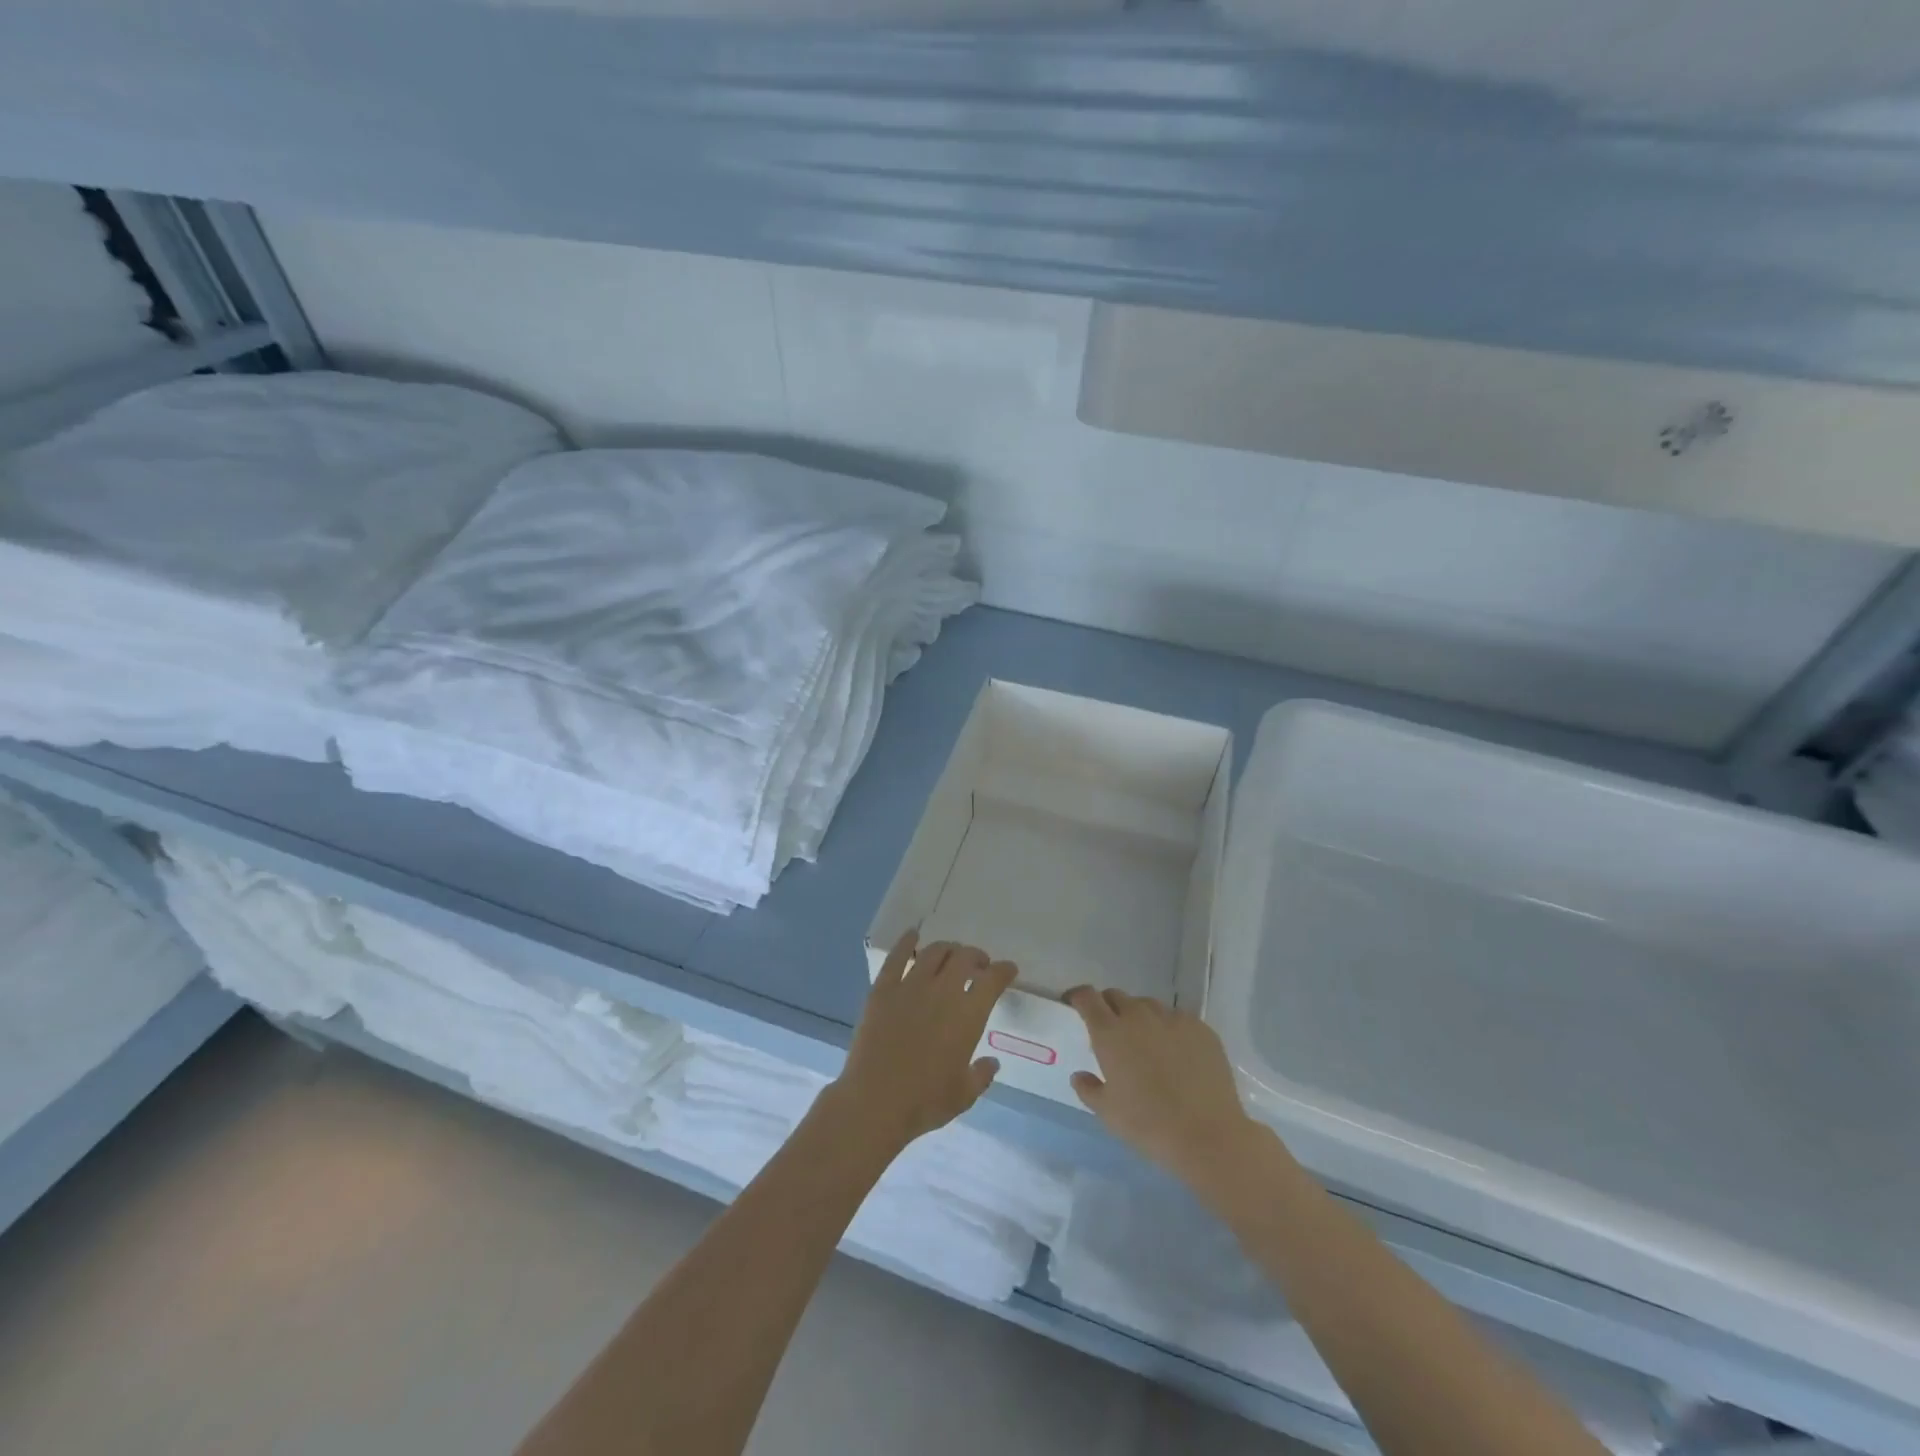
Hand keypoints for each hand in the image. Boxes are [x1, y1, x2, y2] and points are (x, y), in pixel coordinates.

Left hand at [832, 932, 1016, 1152]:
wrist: (874, 1102)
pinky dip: (907, 942)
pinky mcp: (883, 989)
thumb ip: (981, 1075)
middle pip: (964, 958)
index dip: (1004, 971)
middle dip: (977, 957)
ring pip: (934, 952)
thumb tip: (991, 1063)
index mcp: (968, 1015)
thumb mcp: (964, 1095)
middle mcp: (943, 992)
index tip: (1008, 969)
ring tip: (951, 955)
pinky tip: (913, 936)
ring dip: (948, 949)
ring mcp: (910, 986)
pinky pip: (897, 957)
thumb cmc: (924, 1102)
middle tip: (979, 964)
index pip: (993, 980)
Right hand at [1065, 988, 1263, 1202]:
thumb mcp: (1107, 1113)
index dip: (1078, 997)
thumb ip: (1088, 1089)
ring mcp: (1171, 1018)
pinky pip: (1176, 1018)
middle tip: (1111, 1032)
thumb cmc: (1148, 1124)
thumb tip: (1080, 1076)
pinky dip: (1169, 1028)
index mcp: (1110, 1032)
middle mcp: (1138, 1016)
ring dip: (1139, 1017)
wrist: (1207, 1135)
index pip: (1087, 997)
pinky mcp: (1199, 1027)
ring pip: (1147, 1005)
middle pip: (1116, 996)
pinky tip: (1177, 1055)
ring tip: (1146, 1044)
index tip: (1074, 1005)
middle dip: (1108, 1007)